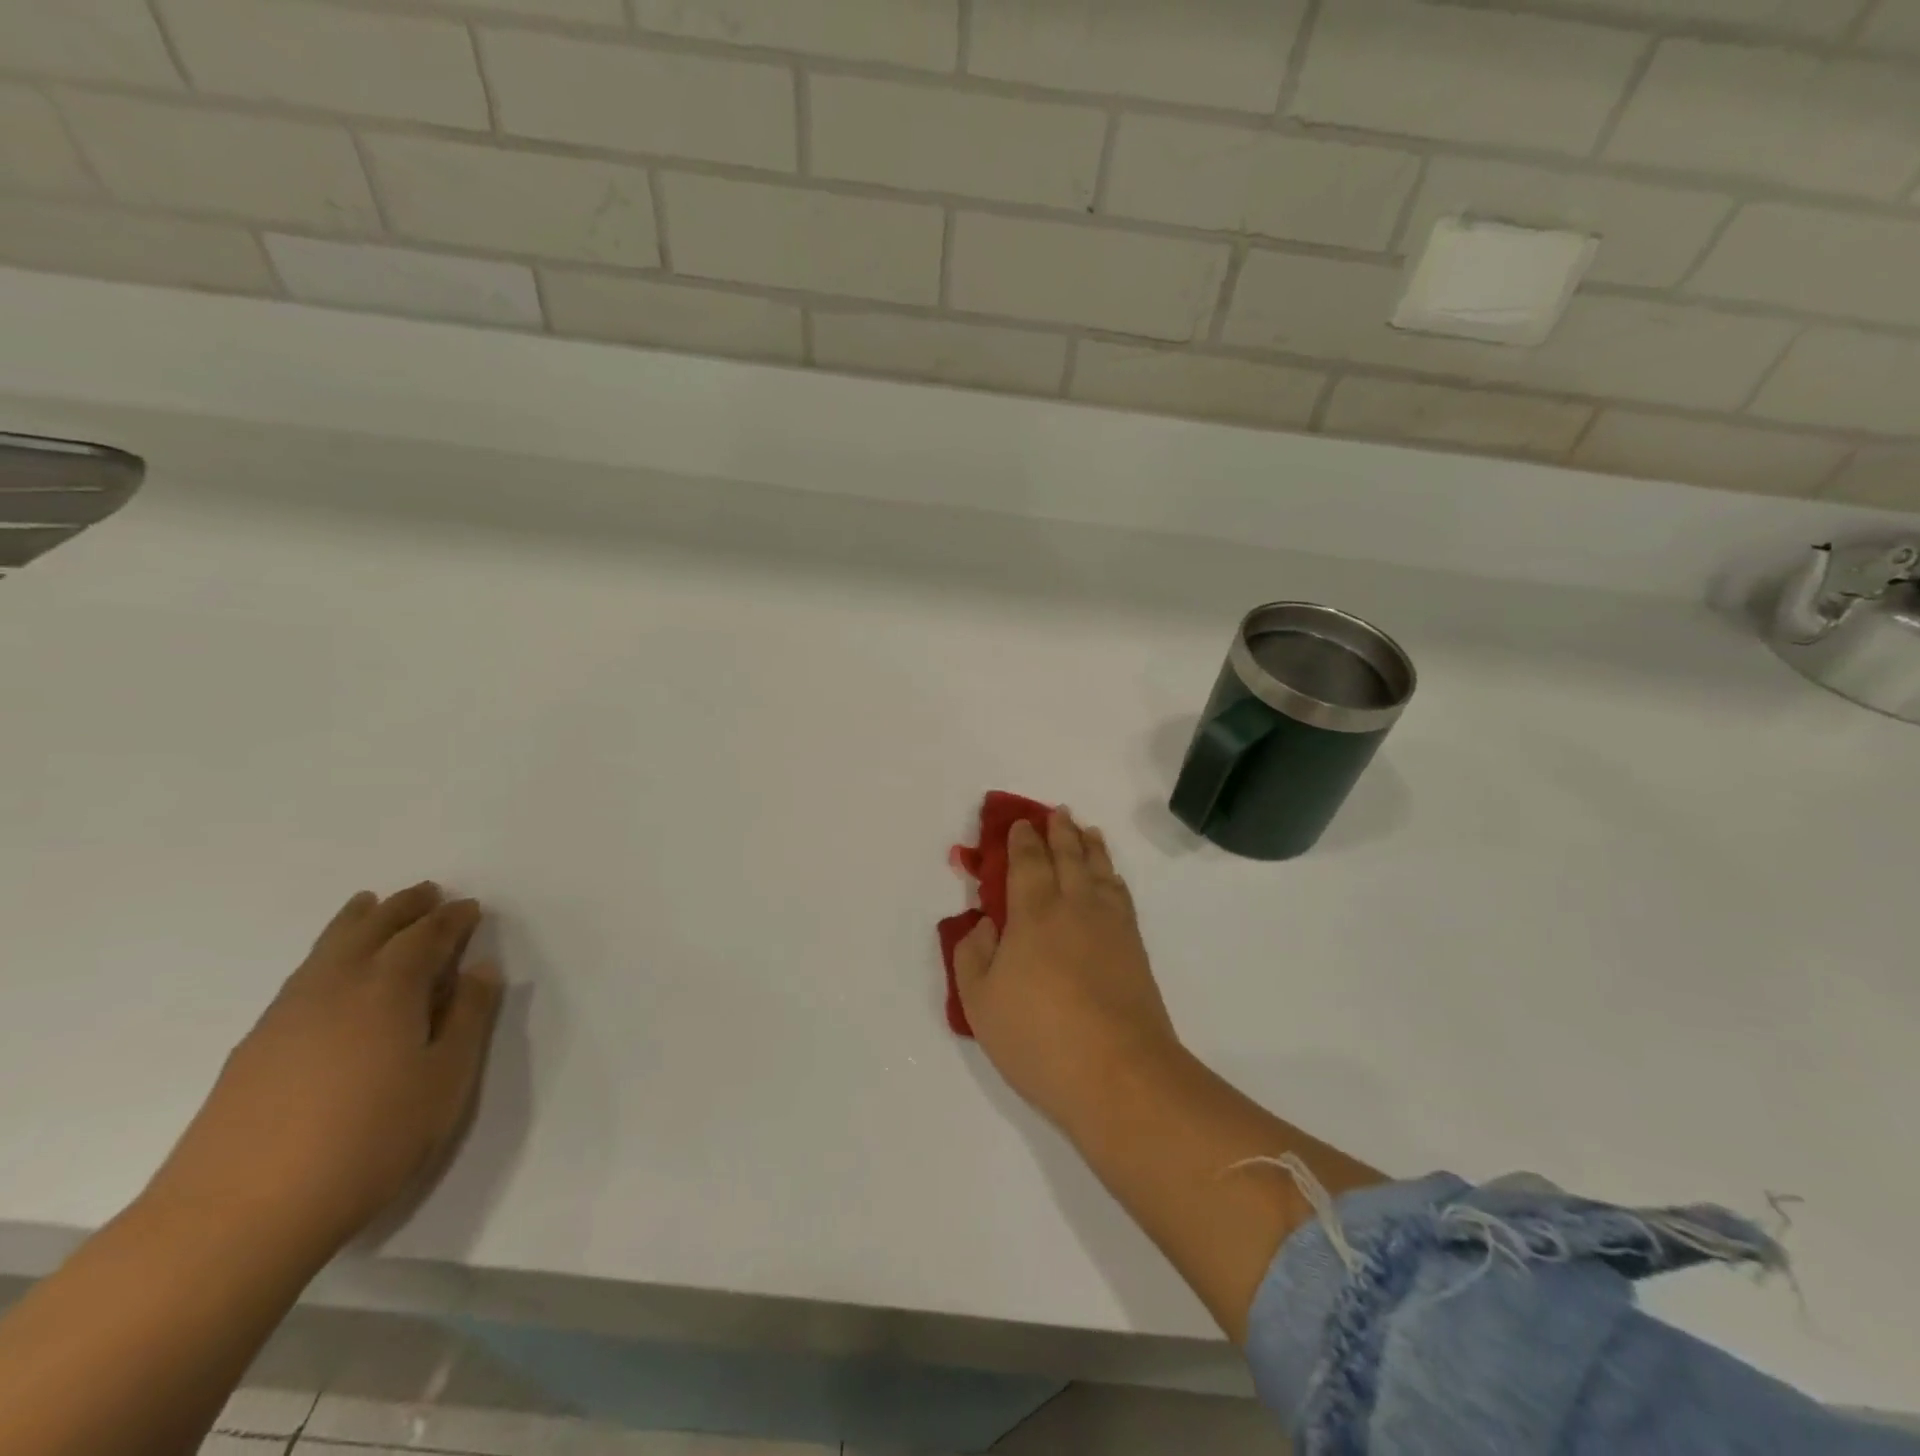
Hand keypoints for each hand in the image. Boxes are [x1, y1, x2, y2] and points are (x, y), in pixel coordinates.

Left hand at [147, 883, 502, 1262]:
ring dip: (358, 921)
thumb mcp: (446, 1080)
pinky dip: (327, 952)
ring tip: (371, 905)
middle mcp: (337, 986)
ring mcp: (287, 1014)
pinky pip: (304, 974)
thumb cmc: (368, 1141)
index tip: (471, 908)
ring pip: (329, 947)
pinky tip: (329, 970)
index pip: (427, 937)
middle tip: (427, 891)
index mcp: (390, 988)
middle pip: (373, 929)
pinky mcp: (255, 1046)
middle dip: (404, 907)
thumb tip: (479, 970)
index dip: (453, 919)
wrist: (235, 1215)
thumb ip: (469, 1018)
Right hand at [954, 809, 1184, 1132]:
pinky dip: (1113, 876)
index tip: (1020, 824)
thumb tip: (984, 923)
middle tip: (1057, 813)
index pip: (1028, 863)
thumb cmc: (1039, 1037)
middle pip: (1069, 856)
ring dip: (1091, 846)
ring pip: (1100, 870)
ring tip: (1087, 831)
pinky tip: (1111, 878)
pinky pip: (1122, 895)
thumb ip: (973, 955)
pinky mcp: (1135, 948)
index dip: (1022, 840)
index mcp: (1033, 914)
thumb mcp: (980, 1002)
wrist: (1119, 1073)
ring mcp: (1110, 926)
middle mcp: (1075, 907)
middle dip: (1060, 831)